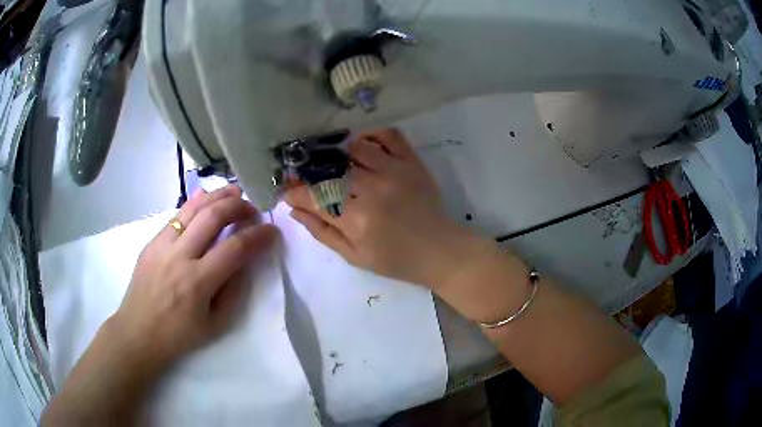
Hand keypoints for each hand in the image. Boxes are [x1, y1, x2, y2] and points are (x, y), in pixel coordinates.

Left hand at [111, 184, 276, 370]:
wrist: (138, 332)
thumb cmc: (179, 335)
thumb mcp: (216, 324)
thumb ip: (233, 290)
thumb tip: (245, 260)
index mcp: (198, 282)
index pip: (235, 248)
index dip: (258, 236)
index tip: (272, 230)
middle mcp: (180, 256)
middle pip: (213, 217)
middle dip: (238, 206)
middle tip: (253, 208)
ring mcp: (162, 245)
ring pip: (193, 208)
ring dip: (217, 196)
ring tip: (234, 192)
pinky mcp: (152, 241)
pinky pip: (177, 216)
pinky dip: (195, 204)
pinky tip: (206, 199)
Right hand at [285, 128, 476, 288]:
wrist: (439, 250)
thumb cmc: (395, 259)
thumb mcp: (354, 255)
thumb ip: (322, 232)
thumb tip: (294, 210)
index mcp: (356, 219)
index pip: (314, 197)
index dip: (295, 193)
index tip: (288, 191)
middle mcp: (372, 189)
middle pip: (330, 170)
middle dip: (311, 172)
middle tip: (307, 176)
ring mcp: (394, 171)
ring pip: (355, 148)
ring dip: (340, 154)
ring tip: (336, 164)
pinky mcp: (411, 162)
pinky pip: (388, 135)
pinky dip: (372, 135)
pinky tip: (363, 146)